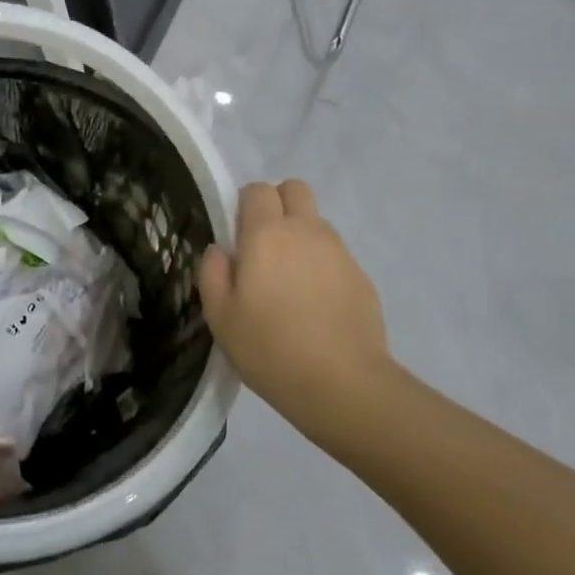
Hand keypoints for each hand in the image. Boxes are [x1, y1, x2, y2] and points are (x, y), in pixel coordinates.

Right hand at [198, 180, 403, 454]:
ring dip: (301, 236)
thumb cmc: (270, 348)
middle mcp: (305, 230)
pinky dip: (322, 266)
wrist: (343, 384)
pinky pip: (335, 255)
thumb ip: (213, 273)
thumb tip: (220, 250)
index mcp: (266, 233)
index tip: (237, 237)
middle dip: (278, 205)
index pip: (257, 189)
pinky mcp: (361, 276)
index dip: (244, 205)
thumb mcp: (220, 316)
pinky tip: (315, 306)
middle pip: (295, 189)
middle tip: (264, 246)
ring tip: (290, 282)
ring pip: (316, 222)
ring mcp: (339, 251)